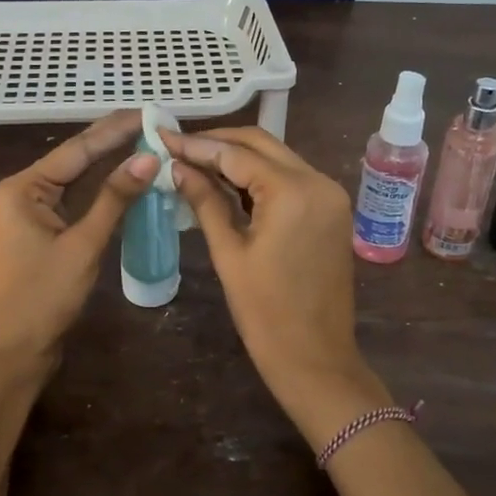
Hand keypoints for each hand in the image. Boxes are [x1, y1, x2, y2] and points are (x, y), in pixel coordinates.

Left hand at [0, 112, 159, 365]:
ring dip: (110, 167)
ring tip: (148, 144)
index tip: (148, 113)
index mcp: (23, 188)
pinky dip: (102, 194)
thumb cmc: (43, 296)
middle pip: (75, 161)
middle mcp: (22, 192)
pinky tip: (128, 182)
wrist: (14, 350)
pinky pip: (76, 203)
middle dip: (114, 143)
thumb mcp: (83, 244)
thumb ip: (115, 199)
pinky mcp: (42, 233)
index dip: (115, 130)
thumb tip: (148, 158)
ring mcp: (31, 213)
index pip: (77, 149)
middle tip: (154, 125)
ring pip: (77, 182)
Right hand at [165, 128, 383, 432]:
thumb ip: (205, 201)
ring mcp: (330, 195)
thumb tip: (177, 167)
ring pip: (278, 158)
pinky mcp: (332, 210)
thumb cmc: (265, 313)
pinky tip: (228, 183)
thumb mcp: (229, 253)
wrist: (316, 358)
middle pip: (262, 144)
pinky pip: (291, 179)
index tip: (163, 136)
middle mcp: (319, 182)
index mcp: (293, 192)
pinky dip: (260, 176)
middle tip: (178, 147)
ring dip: (239, 157)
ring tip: (195, 162)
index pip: (237, 153)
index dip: (197, 145)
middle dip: (219, 142)